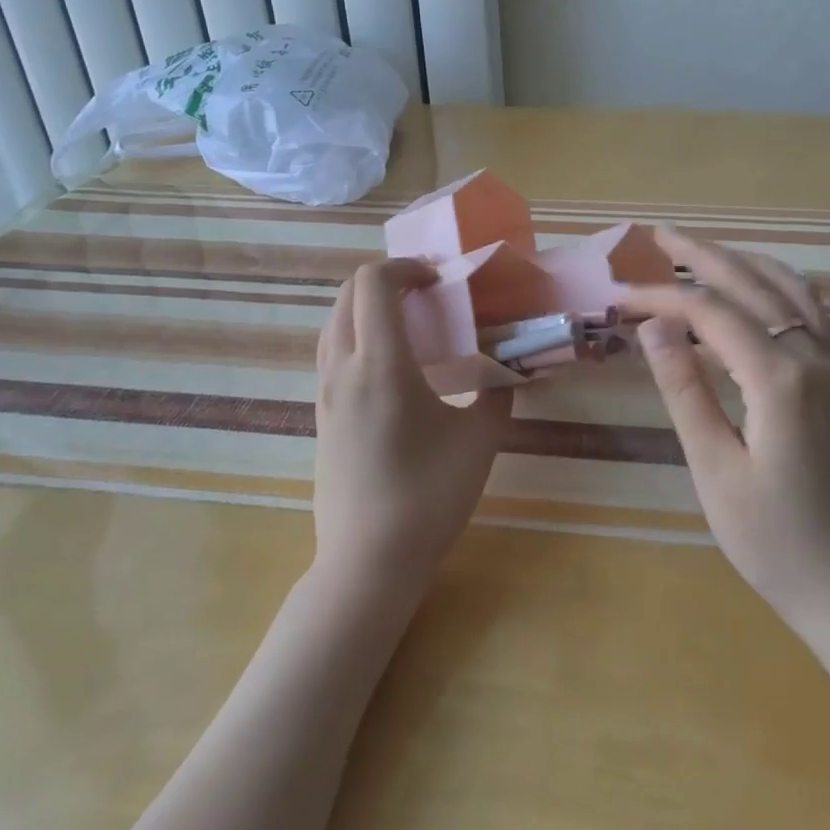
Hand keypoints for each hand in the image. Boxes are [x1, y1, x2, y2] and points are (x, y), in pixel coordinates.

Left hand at [313, 259, 508, 595]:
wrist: (369, 563)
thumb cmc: (428, 497)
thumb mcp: (480, 440)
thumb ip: (498, 393)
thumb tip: (507, 370)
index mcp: (380, 365)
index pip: (374, 283)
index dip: (406, 267)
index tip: (439, 280)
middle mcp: (343, 369)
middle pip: (348, 294)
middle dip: (387, 279)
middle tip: (428, 292)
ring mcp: (325, 394)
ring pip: (334, 322)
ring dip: (368, 306)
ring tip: (410, 322)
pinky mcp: (322, 416)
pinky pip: (332, 352)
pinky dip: (357, 333)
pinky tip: (392, 364)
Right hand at [619, 229, 829, 622]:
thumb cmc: (770, 538)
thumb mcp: (713, 466)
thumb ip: (684, 388)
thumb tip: (653, 326)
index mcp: (778, 377)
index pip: (709, 313)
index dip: (661, 298)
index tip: (618, 297)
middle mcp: (810, 356)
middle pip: (751, 283)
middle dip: (702, 256)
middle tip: (658, 236)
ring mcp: (829, 365)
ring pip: (786, 288)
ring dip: (741, 263)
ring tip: (698, 253)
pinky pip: (806, 310)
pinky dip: (773, 284)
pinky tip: (751, 288)